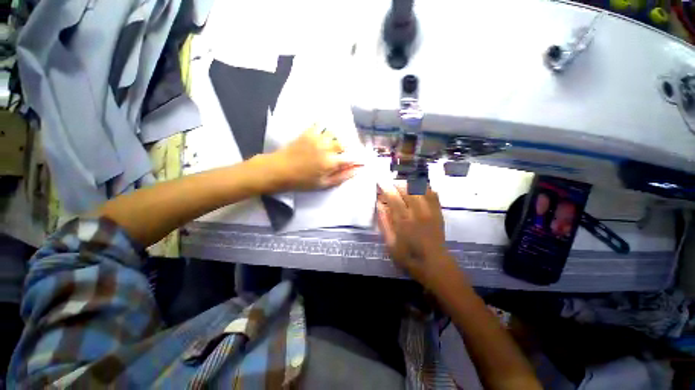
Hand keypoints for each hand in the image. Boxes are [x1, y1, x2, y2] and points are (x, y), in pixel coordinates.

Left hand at [268, 125, 361, 191]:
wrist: (279, 170)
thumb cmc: (302, 181)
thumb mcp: (323, 184)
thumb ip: (341, 177)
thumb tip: (356, 170)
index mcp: (331, 162)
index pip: (350, 157)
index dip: (356, 159)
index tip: (358, 161)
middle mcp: (326, 147)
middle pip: (343, 143)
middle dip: (346, 148)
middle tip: (342, 154)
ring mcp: (317, 138)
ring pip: (334, 133)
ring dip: (336, 138)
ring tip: (333, 145)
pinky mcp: (307, 133)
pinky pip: (319, 124)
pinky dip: (325, 125)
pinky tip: (325, 130)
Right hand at [376, 182, 454, 285]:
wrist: (434, 264)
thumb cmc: (409, 256)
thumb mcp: (390, 243)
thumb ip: (384, 223)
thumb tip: (379, 205)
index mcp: (404, 221)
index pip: (393, 197)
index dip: (386, 188)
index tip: (380, 183)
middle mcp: (417, 212)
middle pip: (407, 190)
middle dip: (397, 184)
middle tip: (390, 185)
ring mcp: (430, 211)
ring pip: (420, 189)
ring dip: (410, 184)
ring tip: (402, 185)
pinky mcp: (438, 213)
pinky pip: (433, 194)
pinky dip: (425, 188)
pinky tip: (418, 188)